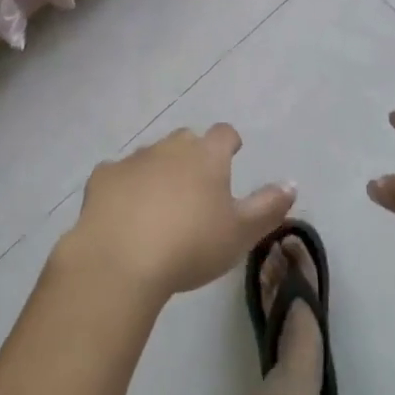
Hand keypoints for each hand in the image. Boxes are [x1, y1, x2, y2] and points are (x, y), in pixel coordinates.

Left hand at [66, 125, 295, 303]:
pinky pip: (118, 175)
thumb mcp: (241, 233)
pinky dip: (124, 188)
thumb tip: (291, 183)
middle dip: (192, 155)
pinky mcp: (103, 177)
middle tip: (196, 186)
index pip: (224, 134)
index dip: (229, 143)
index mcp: (207, 156)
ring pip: (151, 156)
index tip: (232, 154)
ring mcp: (134, 159)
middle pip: (186, 140)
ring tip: (160, 205)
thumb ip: (268, 206)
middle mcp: (171, 147)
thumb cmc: (190, 246)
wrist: (121, 260)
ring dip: (158, 171)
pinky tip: (123, 212)